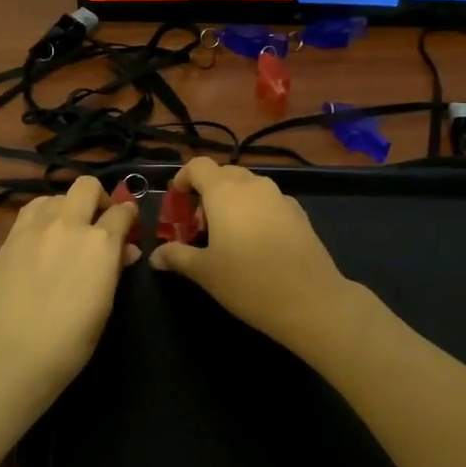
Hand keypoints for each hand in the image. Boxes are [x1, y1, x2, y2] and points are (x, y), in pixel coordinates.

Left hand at [0, 176, 137, 403]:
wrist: (15, 353)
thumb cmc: (72, 339)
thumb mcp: (105, 303)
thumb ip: (115, 268)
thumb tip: (125, 250)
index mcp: (100, 242)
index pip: (122, 212)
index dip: (129, 217)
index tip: (128, 226)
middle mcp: (68, 224)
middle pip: (87, 186)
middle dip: (99, 198)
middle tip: (99, 220)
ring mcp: (35, 227)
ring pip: (55, 195)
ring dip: (67, 206)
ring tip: (66, 229)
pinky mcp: (10, 237)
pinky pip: (30, 211)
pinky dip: (42, 217)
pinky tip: (42, 238)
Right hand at [150, 158, 358, 354]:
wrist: (310, 300)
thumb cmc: (248, 282)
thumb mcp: (204, 272)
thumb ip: (177, 256)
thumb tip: (155, 256)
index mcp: (225, 191)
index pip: (198, 166)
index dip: (183, 178)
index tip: (177, 202)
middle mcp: (253, 185)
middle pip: (224, 174)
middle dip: (207, 193)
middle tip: (199, 226)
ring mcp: (280, 197)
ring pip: (248, 187)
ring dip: (232, 202)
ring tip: (226, 237)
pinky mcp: (299, 213)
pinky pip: (268, 202)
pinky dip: (255, 212)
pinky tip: (256, 244)